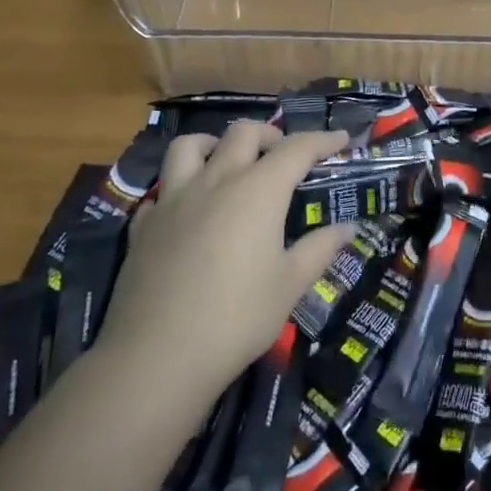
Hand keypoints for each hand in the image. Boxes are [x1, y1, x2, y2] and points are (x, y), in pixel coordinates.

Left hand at [95, 122, 354, 402]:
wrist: (156, 357)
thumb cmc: (236, 318)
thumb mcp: (289, 285)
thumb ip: (319, 249)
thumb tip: (347, 228)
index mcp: (258, 191)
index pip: (296, 148)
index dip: (323, 140)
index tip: (342, 139)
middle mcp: (216, 181)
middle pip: (243, 133)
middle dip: (270, 134)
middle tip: (285, 154)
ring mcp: (173, 200)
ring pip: (189, 146)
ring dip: (214, 144)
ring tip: (227, 162)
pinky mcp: (144, 225)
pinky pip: (162, 190)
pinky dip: (180, 188)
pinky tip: (188, 211)